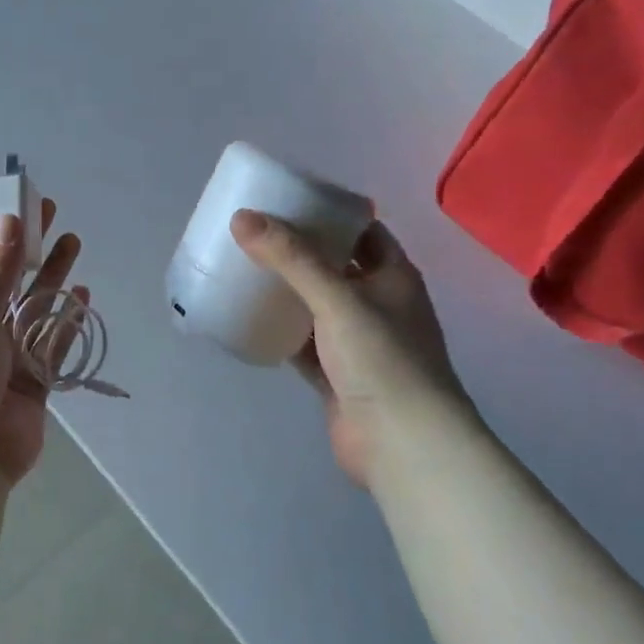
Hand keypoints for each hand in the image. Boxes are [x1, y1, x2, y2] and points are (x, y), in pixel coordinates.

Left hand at [0, 200, 84, 485]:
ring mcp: (3, 357)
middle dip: (27, 248)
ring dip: (50, 279)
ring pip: (32, 309)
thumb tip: (8, 222)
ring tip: (73, 243)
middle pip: (5, 280)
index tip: (21, 201)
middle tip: (52, 213)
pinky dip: (66, 321)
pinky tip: (82, 296)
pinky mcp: (31, 382)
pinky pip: (51, 344)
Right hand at [231, 208, 474, 483]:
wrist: (402, 443)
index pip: (362, 229)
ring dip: (285, 290)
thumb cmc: (382, 359)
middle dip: (297, 250)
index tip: (286, 199)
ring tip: (241, 268)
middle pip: (333, 265)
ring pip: (314, 304)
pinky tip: (247, 318)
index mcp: (392, 275)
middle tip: (252, 233)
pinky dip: (279, 330)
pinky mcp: (335, 373)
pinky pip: (301, 341)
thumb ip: (291, 258)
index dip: (329, 212)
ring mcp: (356, 341)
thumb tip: (241, 217)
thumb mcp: (337, 298)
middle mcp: (377, 302)